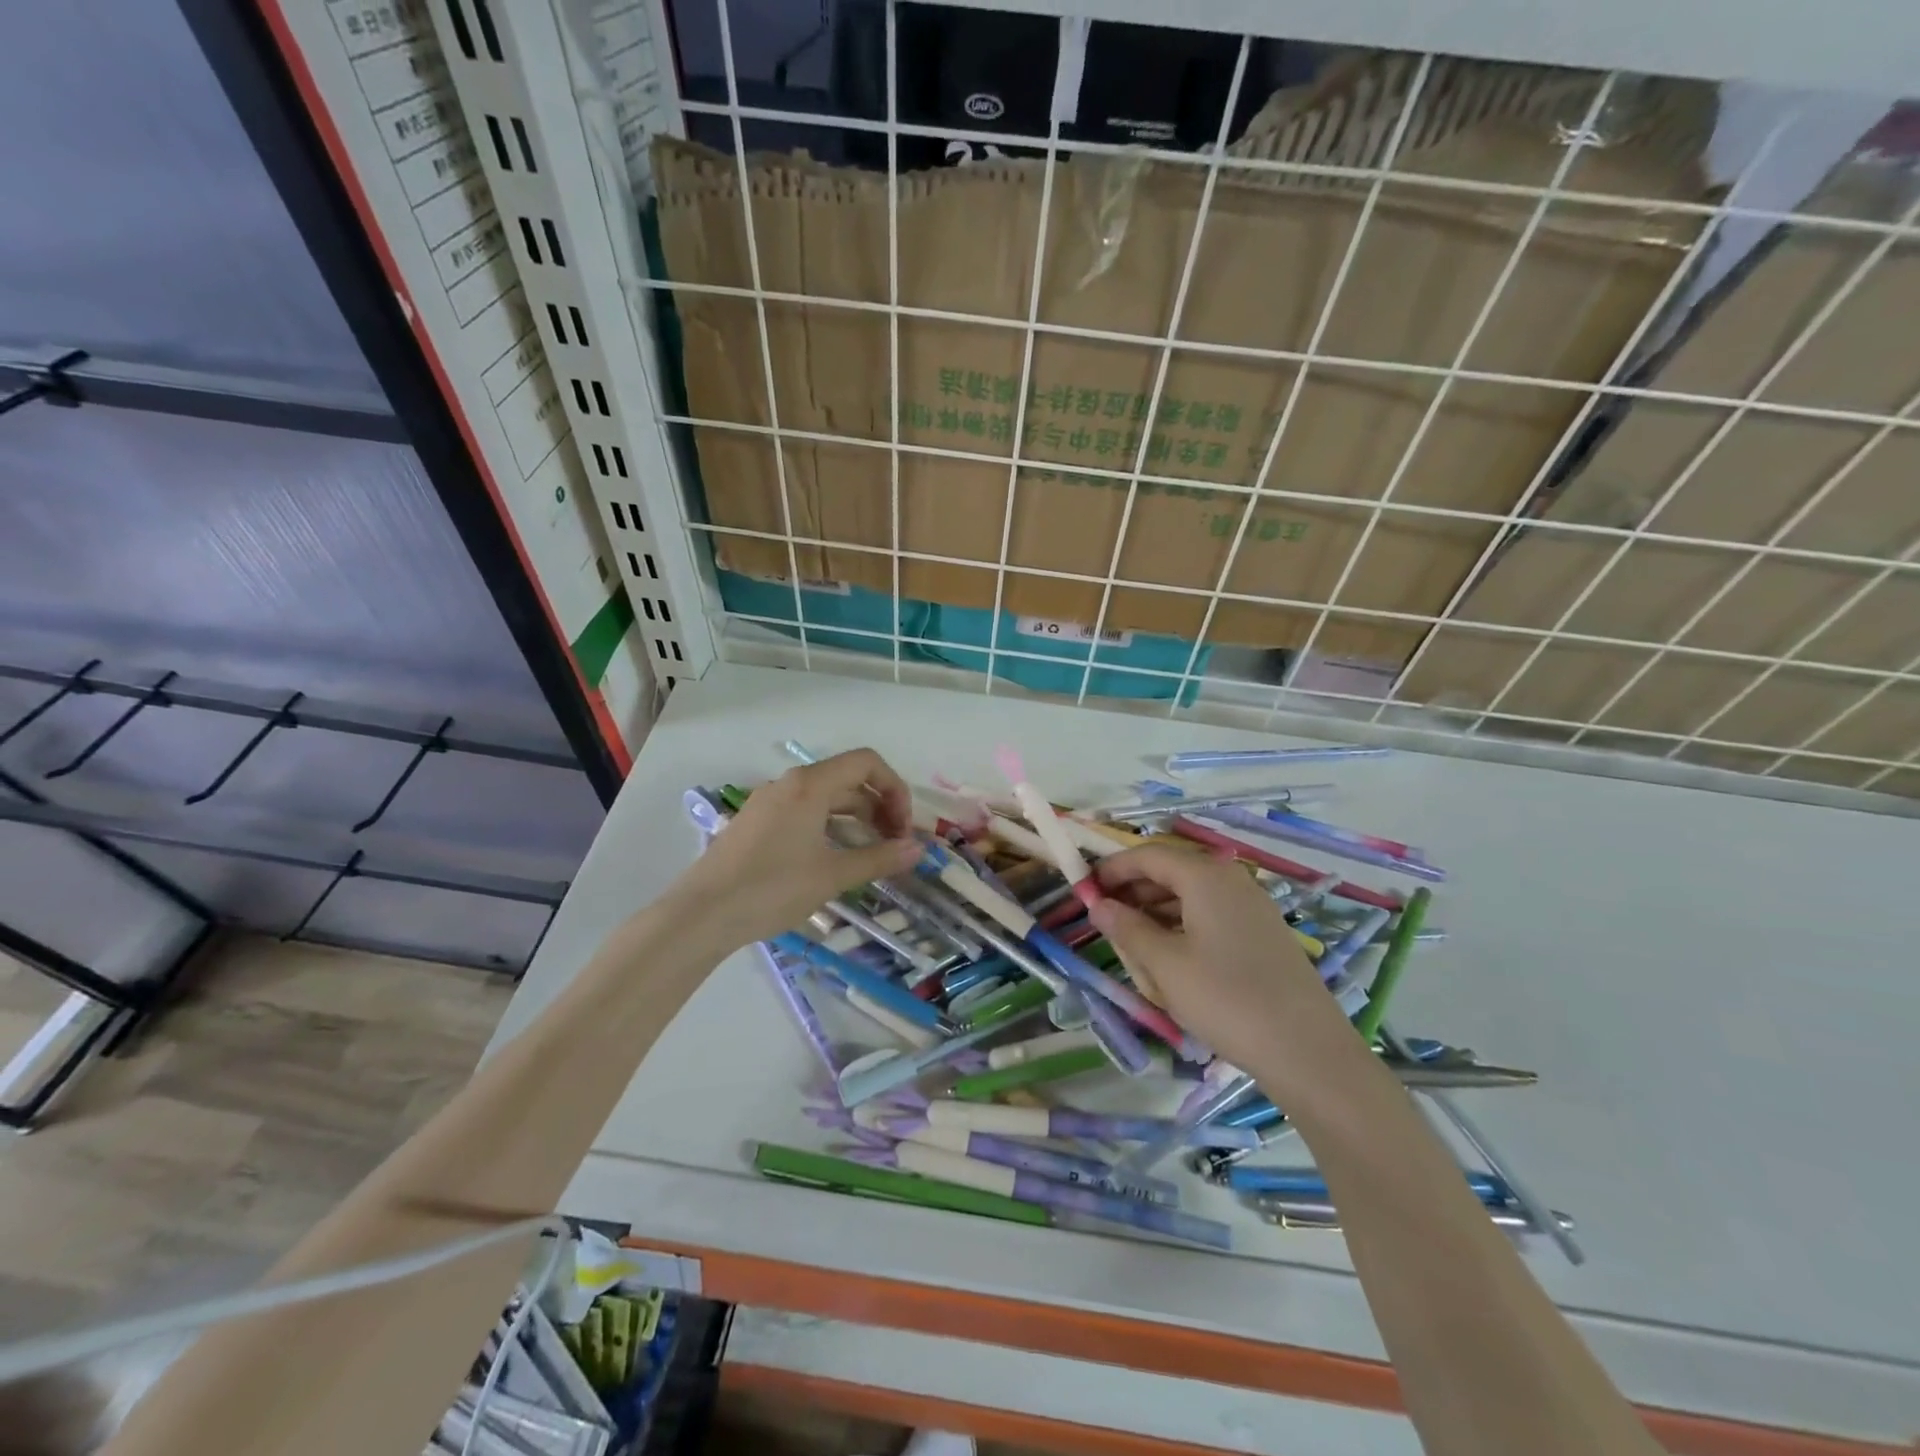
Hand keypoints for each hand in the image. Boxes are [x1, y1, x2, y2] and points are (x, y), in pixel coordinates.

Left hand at [674, 748, 923, 950]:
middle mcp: (790, 784)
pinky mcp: (758, 823)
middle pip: (848, 779)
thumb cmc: (772, 889)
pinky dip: (831, 826)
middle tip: (895, 845)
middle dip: (880, 806)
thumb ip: (879, 858)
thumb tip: (918, 849)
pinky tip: (835, 858)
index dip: (895, 788)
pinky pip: (805, 812)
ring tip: (871, 854)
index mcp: (810, 785)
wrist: (701, 915)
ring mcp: (770, 803)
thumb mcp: (832, 875)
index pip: (866, 762)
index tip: (904, 827)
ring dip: (856, 819)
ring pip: (826, 798)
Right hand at [1088, 843, 1345, 1078]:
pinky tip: (1170, 958)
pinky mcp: (1262, 934)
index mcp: (1206, 877)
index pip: (1148, 855)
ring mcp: (1252, 907)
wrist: (1308, 1051)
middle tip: (1104, 919)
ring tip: (1132, 943)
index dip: (1112, 869)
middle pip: (1171, 871)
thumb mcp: (1164, 965)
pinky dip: (1182, 926)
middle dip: (1133, 891)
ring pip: (1190, 896)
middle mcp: (1231, 880)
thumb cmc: (1227, 1000)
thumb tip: (1099, 905)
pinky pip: (1210, 916)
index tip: (1084, 890)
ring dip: (1156, 911)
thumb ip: (1127, 928)